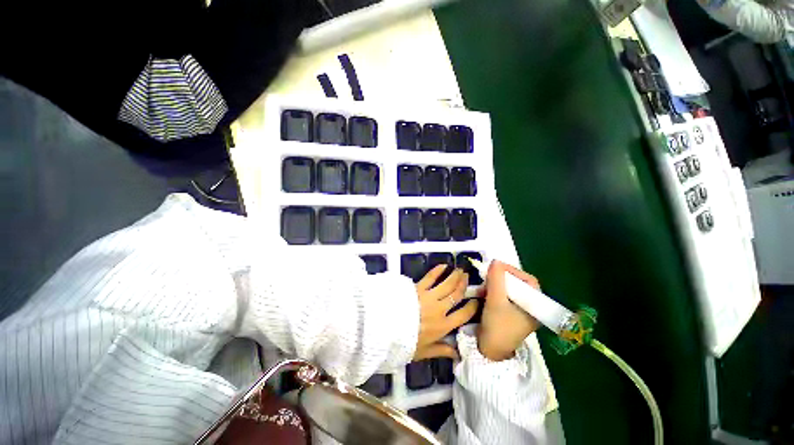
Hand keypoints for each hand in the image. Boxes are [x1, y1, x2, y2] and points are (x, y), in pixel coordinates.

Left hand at [413, 266, 478, 360]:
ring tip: (460, 270)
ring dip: (455, 276)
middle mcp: (440, 309)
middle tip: (468, 277)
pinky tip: (443, 266)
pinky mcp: (418, 288)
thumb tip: (456, 355)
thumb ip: (441, 350)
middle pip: (456, 295)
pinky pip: (430, 277)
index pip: (463, 315)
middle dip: (463, 285)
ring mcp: (429, 297)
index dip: (472, 307)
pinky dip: (437, 271)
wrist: (387, 328)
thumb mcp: (424, 351)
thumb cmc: (405, 343)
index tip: (477, 300)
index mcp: (443, 326)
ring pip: (447, 284)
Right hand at [477, 260, 540, 361]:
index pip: (528, 280)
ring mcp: (520, 311)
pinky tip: (484, 293)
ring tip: (484, 286)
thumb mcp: (496, 300)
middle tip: (489, 275)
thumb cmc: (498, 326)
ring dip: (496, 285)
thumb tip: (495, 261)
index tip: (496, 267)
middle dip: (502, 278)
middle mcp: (530, 307)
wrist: (490, 350)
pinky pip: (504, 296)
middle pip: (518, 284)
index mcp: (535, 305)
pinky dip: (494, 292)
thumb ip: (496, 279)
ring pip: (509, 289)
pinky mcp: (510, 313)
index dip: (513, 271)